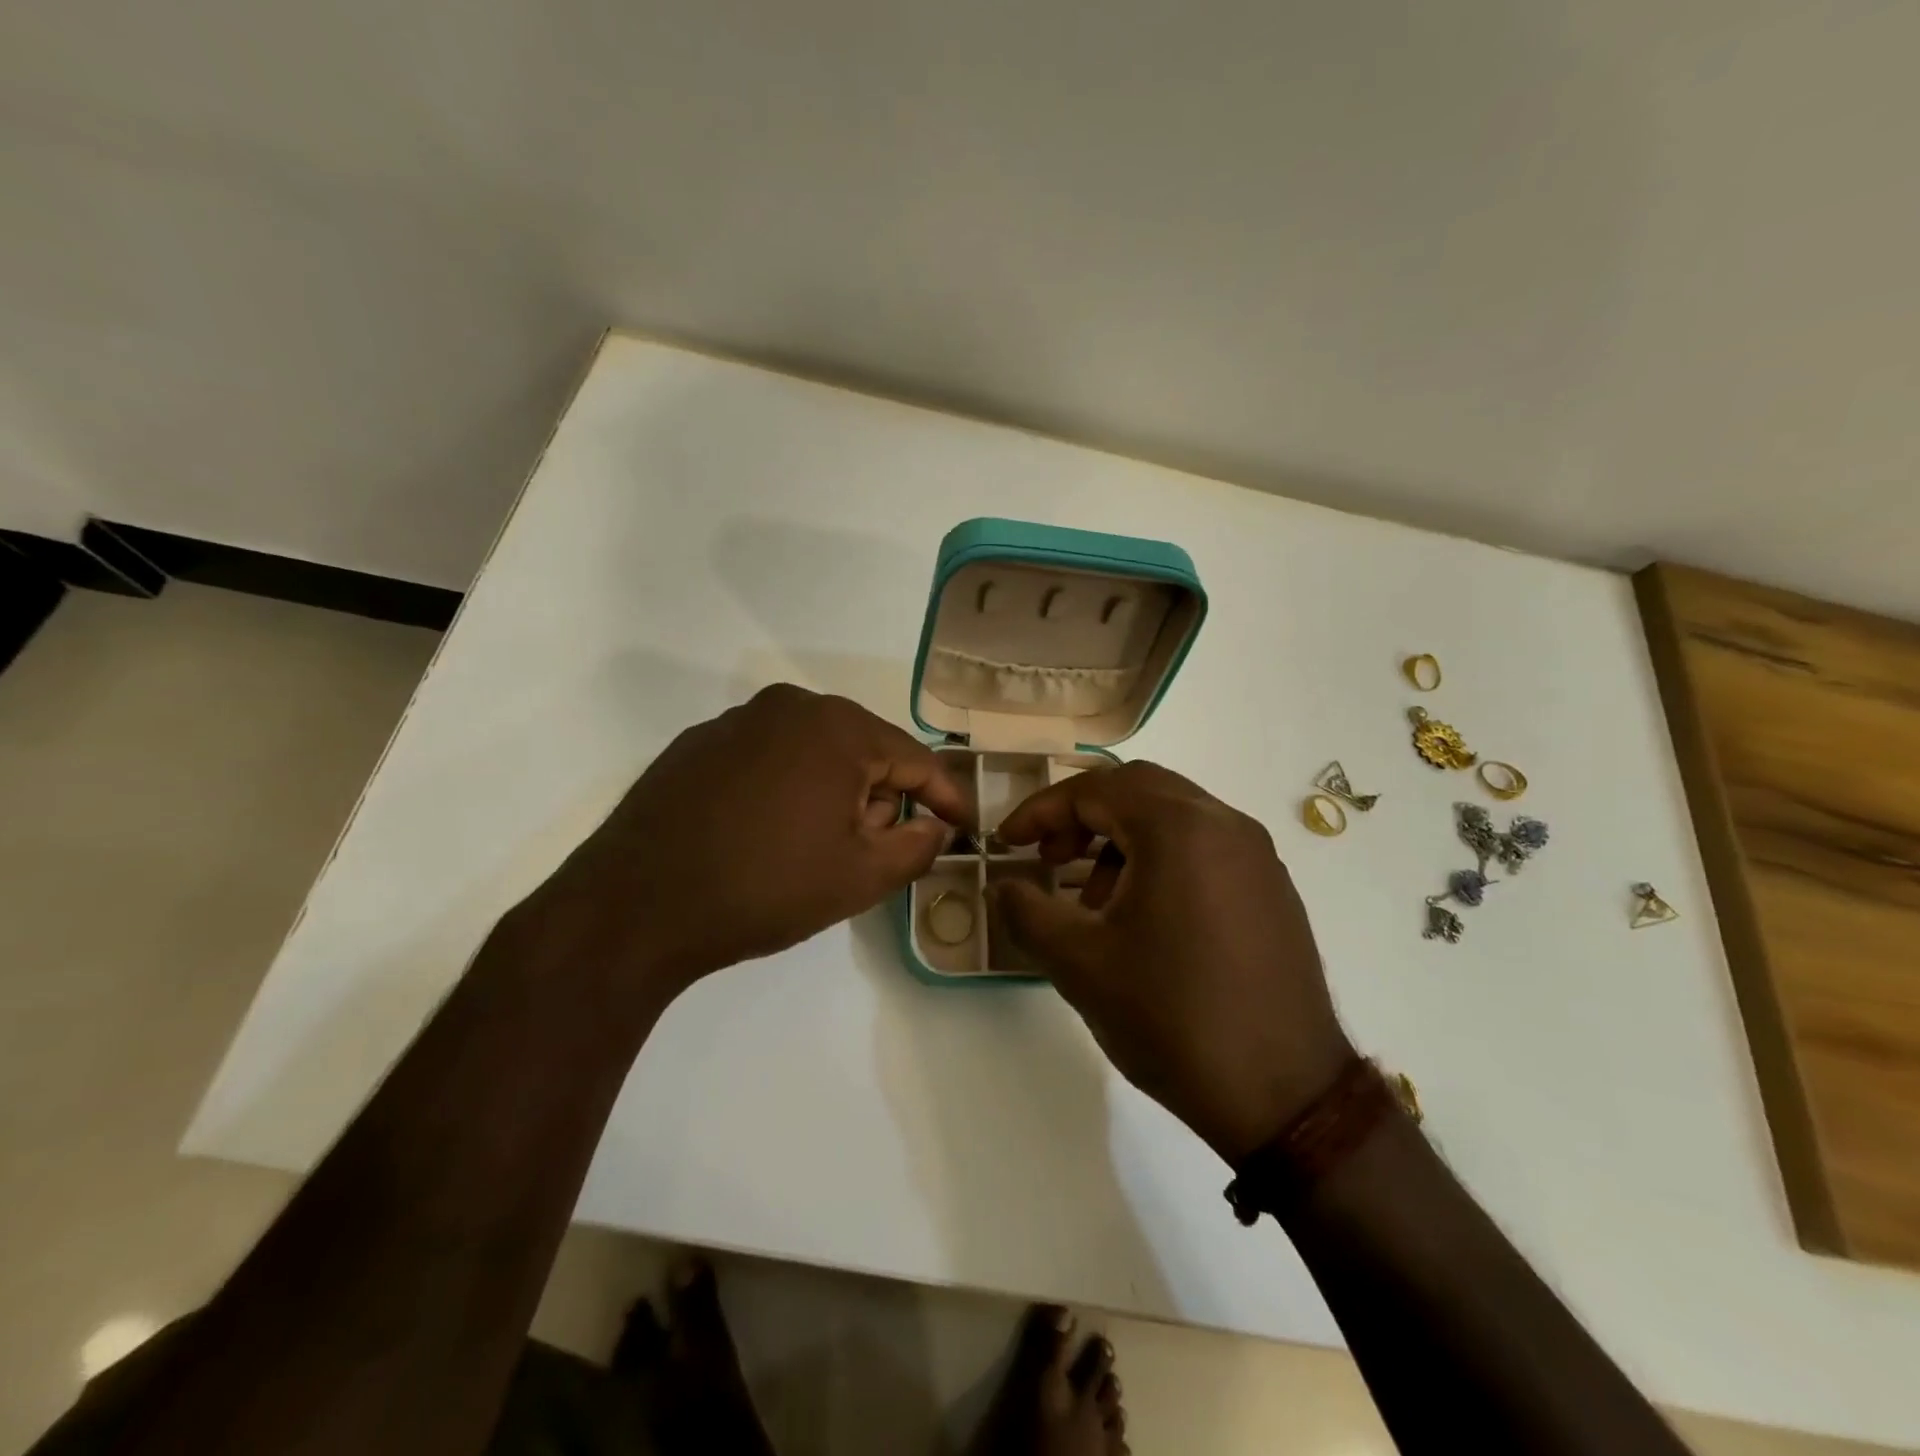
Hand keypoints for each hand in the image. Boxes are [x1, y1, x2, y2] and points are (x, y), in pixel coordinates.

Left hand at [523, 684, 968, 1007]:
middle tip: (878, 852)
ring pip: (814, 753)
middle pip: (864, 750)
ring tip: (818, 849)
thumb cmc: (765, 887)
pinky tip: (768, 835)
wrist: (634, 907)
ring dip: (834, 794)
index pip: (915, 758)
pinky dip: (787, 790)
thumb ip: (917, 847)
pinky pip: (768, 759)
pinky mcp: (697, 745)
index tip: (963, 828)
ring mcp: (736, 721)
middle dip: (882, 798)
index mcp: (837, 727)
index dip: (945, 797)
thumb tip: (933, 826)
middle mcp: (789, 707)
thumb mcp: (860, 877)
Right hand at [992, 762, 1351, 1165]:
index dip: (1041, 811)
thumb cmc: (1171, 1018)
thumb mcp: (1079, 964)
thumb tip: (1002, 885)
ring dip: (1122, 839)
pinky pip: (1205, 846)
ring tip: (1094, 900)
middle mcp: (1224, 824)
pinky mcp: (1273, 889)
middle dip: (1082, 816)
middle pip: (1137, 789)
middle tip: (1049, 858)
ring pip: (1173, 816)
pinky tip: (1145, 918)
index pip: (1094, 791)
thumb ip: (1027, 912)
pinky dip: (1161, 858)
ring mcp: (1257, 855)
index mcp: (1178, 828)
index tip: (1007, 843)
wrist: (1285, 1096)